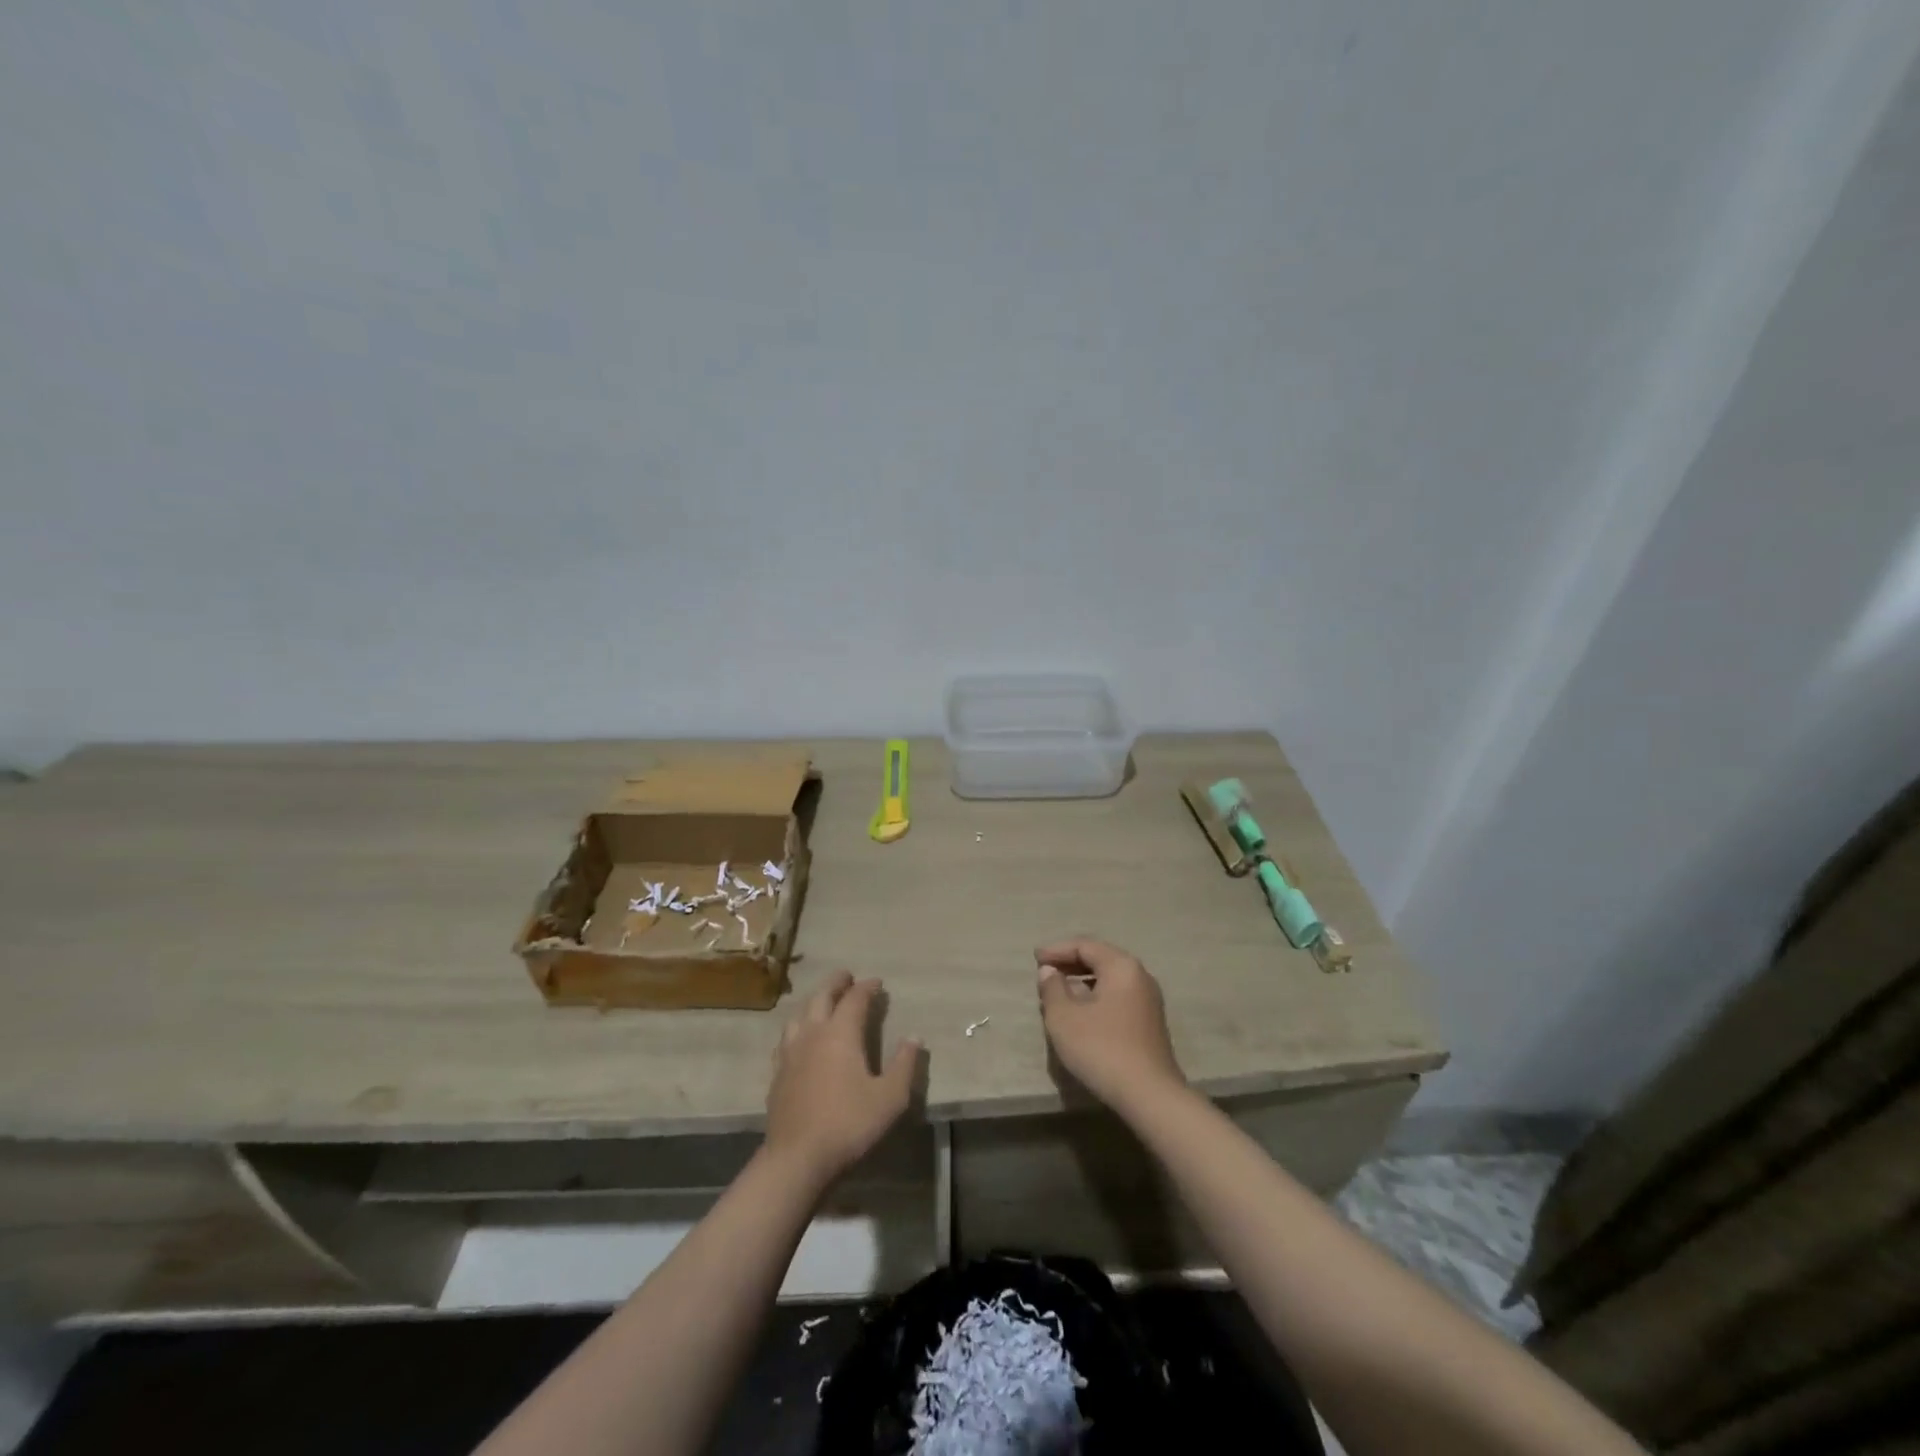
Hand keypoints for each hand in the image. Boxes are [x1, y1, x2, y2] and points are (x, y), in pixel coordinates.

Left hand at [764, 971, 921, 1188]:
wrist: (797, 1158)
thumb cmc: (849, 1123)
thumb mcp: (890, 1097)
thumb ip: (904, 1064)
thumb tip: (915, 1037)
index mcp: (841, 1033)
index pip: (855, 999)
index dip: (867, 987)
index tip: (877, 983)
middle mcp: (813, 1033)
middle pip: (822, 996)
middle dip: (836, 983)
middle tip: (847, 977)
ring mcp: (791, 1052)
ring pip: (799, 1014)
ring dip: (814, 1001)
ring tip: (822, 1001)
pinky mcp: (777, 1073)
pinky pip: (786, 1038)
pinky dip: (797, 1027)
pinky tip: (800, 1037)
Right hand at [1036, 938, 1185, 1114]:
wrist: (1149, 1095)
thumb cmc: (1101, 1048)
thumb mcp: (1064, 1017)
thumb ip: (1053, 988)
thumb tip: (1050, 971)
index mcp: (1121, 967)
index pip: (1085, 946)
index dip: (1057, 950)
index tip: (1035, 958)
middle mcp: (1140, 976)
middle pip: (1101, 959)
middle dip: (1070, 963)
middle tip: (1044, 971)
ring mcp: (1148, 1001)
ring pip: (1110, 980)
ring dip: (1083, 981)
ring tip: (1058, 992)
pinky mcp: (1149, 1023)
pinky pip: (1117, 997)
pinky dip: (1096, 996)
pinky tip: (1080, 1012)